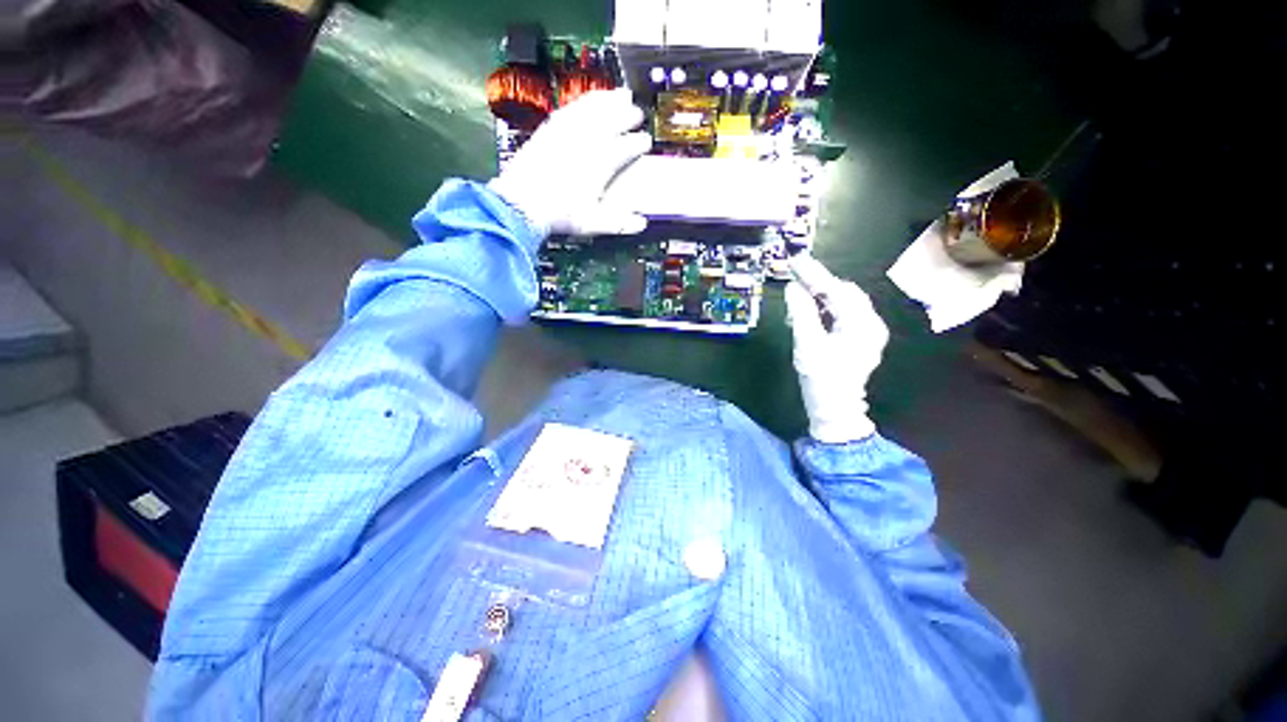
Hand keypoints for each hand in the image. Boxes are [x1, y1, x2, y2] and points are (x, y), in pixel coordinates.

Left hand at [489, 89, 651, 236]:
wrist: (522, 203)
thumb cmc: (559, 215)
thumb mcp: (592, 223)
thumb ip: (619, 223)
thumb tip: (640, 224)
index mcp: (600, 164)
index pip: (626, 147)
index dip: (639, 143)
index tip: (645, 141)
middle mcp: (586, 142)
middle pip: (612, 120)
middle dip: (628, 115)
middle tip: (637, 113)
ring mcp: (567, 132)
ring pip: (593, 108)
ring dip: (610, 100)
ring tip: (621, 94)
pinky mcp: (550, 129)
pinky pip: (572, 107)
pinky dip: (585, 101)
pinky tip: (589, 100)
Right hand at [785, 256, 888, 443]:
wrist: (835, 409)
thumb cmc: (821, 379)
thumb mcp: (807, 344)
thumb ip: (801, 313)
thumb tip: (794, 288)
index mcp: (862, 323)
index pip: (836, 290)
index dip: (814, 275)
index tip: (795, 260)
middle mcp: (870, 323)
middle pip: (843, 293)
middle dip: (818, 283)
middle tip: (794, 276)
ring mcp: (867, 332)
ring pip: (843, 303)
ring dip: (820, 296)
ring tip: (798, 294)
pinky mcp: (859, 339)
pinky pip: (842, 314)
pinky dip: (825, 309)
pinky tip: (809, 311)